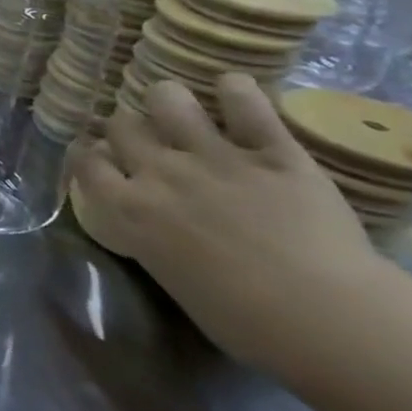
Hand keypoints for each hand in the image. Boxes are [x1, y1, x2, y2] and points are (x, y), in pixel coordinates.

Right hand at [74, 74, 384, 367]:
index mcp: (128, 208)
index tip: (99, 156)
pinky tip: (233, 89)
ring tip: (180, 107)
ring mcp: (214, 157)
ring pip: (168, 99)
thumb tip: (153, 222)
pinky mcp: (272, 152)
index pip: (86, 161)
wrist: (325, 317)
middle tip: (146, 139)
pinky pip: (247, 104)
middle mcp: (159, 172)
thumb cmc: (242, 321)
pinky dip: (238, 91)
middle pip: (121, 125)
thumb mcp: (170, 276)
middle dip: (127, 128)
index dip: (89, 153)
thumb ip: (151, 236)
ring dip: (168, 100)